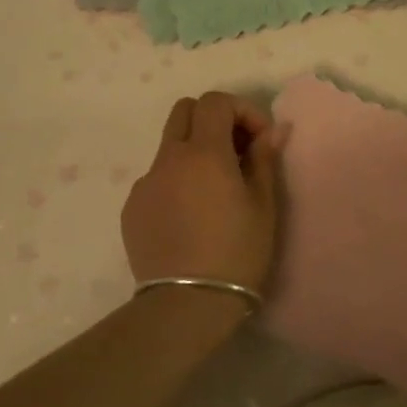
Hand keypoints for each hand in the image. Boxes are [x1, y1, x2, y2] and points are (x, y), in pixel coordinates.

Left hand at [122, 92, 283, 293]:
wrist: (187, 305)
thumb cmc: (237, 252)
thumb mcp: (263, 205)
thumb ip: (264, 159)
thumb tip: (274, 129)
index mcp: (203, 152)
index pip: (215, 101)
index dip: (242, 110)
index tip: (260, 140)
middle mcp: (168, 158)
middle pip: (184, 110)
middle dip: (212, 119)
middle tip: (235, 151)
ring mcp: (145, 183)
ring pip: (168, 146)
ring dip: (193, 152)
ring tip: (214, 190)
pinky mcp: (131, 208)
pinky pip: (156, 179)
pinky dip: (176, 182)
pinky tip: (190, 216)